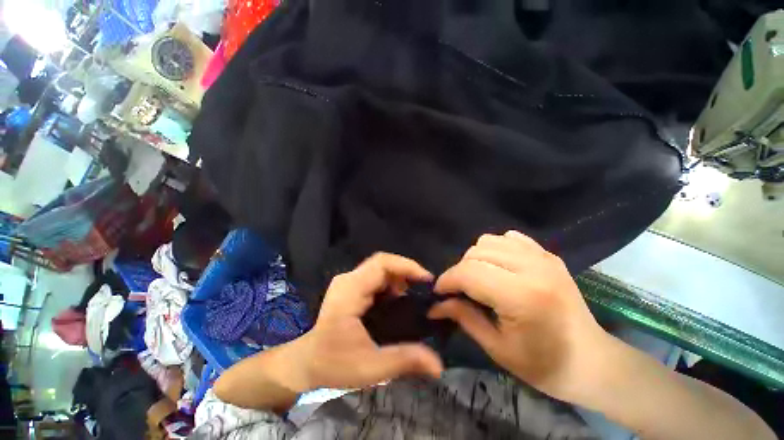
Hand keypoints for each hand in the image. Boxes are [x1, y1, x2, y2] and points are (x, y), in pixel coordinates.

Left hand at [295, 253, 443, 389]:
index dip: (406, 266)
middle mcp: (349, 279)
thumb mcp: (370, 367)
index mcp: (350, 290)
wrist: (306, 362)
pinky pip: (376, 276)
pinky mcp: (351, 286)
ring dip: (400, 276)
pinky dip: (392, 282)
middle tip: (424, 288)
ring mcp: (349, 281)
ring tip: (415, 293)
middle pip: (382, 262)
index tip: (426, 280)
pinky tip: (400, 297)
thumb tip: (439, 365)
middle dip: (406, 271)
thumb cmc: (333, 364)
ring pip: (380, 268)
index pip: (381, 263)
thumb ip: (404, 361)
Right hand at [428, 231, 610, 401]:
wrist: (592, 361)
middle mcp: (532, 268)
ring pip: (489, 240)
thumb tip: (434, 305)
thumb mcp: (497, 348)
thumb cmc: (544, 365)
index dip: (447, 280)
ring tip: (479, 277)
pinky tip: (500, 266)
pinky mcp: (548, 254)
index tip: (438, 292)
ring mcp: (542, 257)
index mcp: (521, 296)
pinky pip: (509, 238)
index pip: (468, 273)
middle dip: (459, 270)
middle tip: (460, 290)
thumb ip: (462, 317)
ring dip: (476, 257)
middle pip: (476, 253)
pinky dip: (496, 248)